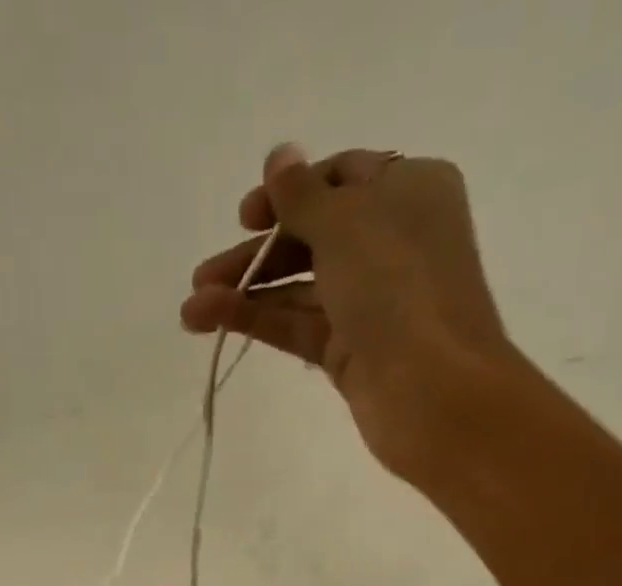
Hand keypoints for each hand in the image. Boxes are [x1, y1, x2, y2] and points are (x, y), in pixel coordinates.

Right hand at [180, 144, 526, 487]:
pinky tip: (211, 320)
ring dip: (245, 293)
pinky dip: (258, 320)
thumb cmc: (397, 288)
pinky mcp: (349, 351)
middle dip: (256, 253)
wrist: (430, 392)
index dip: (290, 191)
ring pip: (298, 287)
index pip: (341, 178)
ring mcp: (370, 302)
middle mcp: (391, 242)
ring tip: (191, 310)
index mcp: (408, 192)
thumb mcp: (346, 223)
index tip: (246, 215)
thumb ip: (302, 194)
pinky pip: (298, 325)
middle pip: (312, 236)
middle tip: (204, 274)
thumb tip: (279, 157)